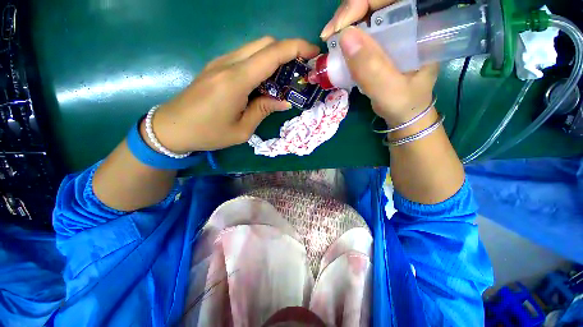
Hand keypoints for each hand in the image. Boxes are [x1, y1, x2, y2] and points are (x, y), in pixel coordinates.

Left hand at [147, 37, 319, 152]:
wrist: (172, 127)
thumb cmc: (208, 133)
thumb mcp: (242, 130)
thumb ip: (263, 110)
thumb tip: (284, 101)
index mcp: (236, 81)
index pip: (272, 53)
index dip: (296, 48)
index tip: (313, 53)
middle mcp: (228, 64)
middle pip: (265, 43)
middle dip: (288, 51)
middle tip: (299, 71)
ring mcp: (221, 62)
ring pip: (255, 48)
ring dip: (274, 58)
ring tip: (285, 80)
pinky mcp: (217, 66)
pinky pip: (245, 57)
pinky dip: (261, 64)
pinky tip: (265, 82)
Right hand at [321, 0, 438, 125]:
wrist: (405, 115)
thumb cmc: (405, 105)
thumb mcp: (389, 90)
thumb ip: (371, 68)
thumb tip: (344, 36)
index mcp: (421, 26)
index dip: (360, 5)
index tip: (337, 29)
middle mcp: (409, 23)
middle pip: (374, 5)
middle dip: (348, 16)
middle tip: (328, 37)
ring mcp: (395, 33)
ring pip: (366, 17)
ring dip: (345, 28)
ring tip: (330, 43)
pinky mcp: (383, 44)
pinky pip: (363, 34)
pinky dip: (347, 41)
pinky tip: (338, 50)